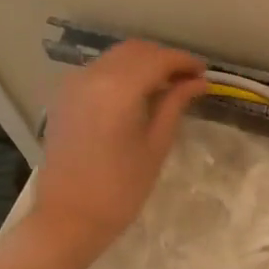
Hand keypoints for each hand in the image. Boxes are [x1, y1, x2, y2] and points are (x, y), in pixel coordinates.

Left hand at [28, 41, 206, 261]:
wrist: (68, 218)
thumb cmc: (120, 189)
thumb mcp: (156, 145)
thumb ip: (174, 105)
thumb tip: (197, 82)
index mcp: (118, 89)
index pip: (158, 59)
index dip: (184, 61)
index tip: (204, 73)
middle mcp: (92, 76)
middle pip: (135, 51)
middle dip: (164, 59)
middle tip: (189, 79)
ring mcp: (73, 84)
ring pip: (116, 58)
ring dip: (143, 64)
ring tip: (167, 87)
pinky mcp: (63, 97)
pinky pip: (98, 71)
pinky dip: (122, 73)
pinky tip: (137, 94)